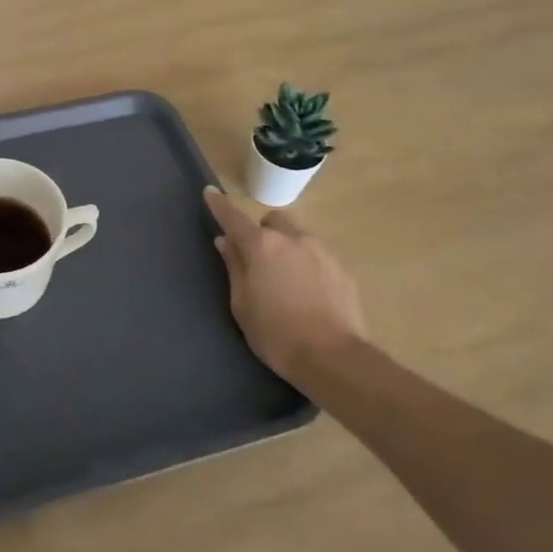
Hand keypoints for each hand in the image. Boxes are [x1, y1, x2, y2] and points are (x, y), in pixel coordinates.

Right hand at [204, 186, 367, 381]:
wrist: (333, 358)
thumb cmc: (276, 334)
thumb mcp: (242, 304)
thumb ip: (234, 267)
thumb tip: (225, 242)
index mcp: (262, 246)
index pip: (234, 218)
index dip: (219, 205)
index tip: (210, 193)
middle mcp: (293, 239)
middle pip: (273, 222)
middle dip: (262, 232)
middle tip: (257, 259)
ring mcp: (322, 251)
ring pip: (298, 237)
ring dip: (287, 248)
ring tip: (286, 280)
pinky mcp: (342, 269)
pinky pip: (317, 256)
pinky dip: (307, 265)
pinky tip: (308, 293)